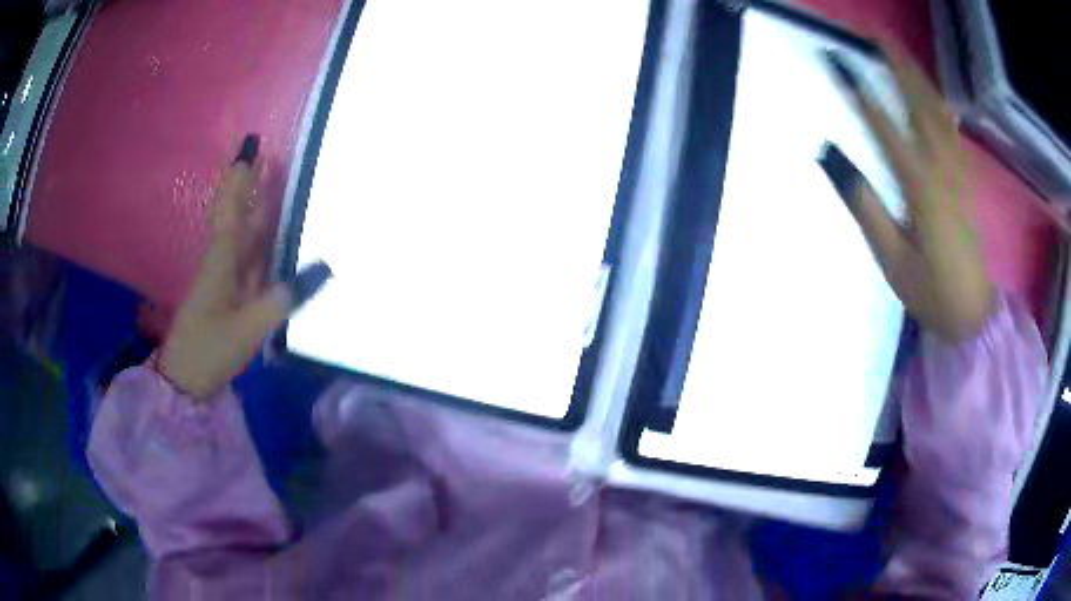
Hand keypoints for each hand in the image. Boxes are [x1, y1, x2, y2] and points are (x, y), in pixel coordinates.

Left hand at [159, 135, 331, 400]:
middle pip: (237, 216)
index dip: (240, 179)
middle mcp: (222, 263)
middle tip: (265, 158)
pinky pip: (246, 260)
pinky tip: (269, 242)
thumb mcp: (247, 328)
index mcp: (222, 262)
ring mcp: (223, 281)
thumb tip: (321, 269)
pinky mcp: (227, 297)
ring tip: (271, 188)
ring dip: (255, 211)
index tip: (249, 149)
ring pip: (241, 237)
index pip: (232, 210)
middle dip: (249, 187)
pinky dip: (258, 244)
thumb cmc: (209, 350)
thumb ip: (282, 300)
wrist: (183, 380)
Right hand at [819, 39, 994, 342]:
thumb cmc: (930, 291)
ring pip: (938, 108)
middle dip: (895, 63)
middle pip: (918, 102)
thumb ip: (865, 206)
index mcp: (922, 189)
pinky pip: (950, 126)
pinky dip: (937, 99)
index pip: (886, 125)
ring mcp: (958, 169)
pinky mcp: (964, 175)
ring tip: (894, 49)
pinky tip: (928, 88)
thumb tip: (833, 157)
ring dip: (916, 74)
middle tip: (871, 34)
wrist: (972, 312)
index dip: (860, 90)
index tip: (836, 61)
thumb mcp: (891, 259)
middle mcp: (943, 168)